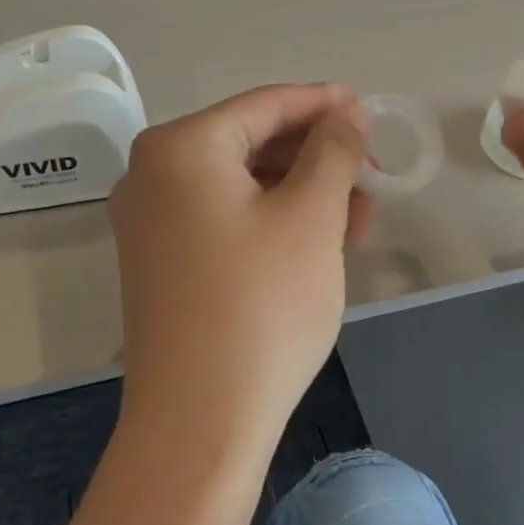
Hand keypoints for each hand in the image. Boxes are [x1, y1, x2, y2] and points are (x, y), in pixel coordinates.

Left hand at [108, 84, 370, 457]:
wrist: (200, 421)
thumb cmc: (262, 305)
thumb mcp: (312, 216)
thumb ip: (333, 150)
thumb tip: (346, 114)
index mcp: (181, 148)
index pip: (264, 105)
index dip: (322, 104)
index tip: (369, 108)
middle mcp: (152, 175)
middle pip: (250, 143)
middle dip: (316, 155)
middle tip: (372, 171)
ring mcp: (151, 223)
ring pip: (242, 186)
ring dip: (302, 192)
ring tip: (361, 213)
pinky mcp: (162, 264)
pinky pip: (226, 220)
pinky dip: (273, 221)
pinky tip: (321, 240)